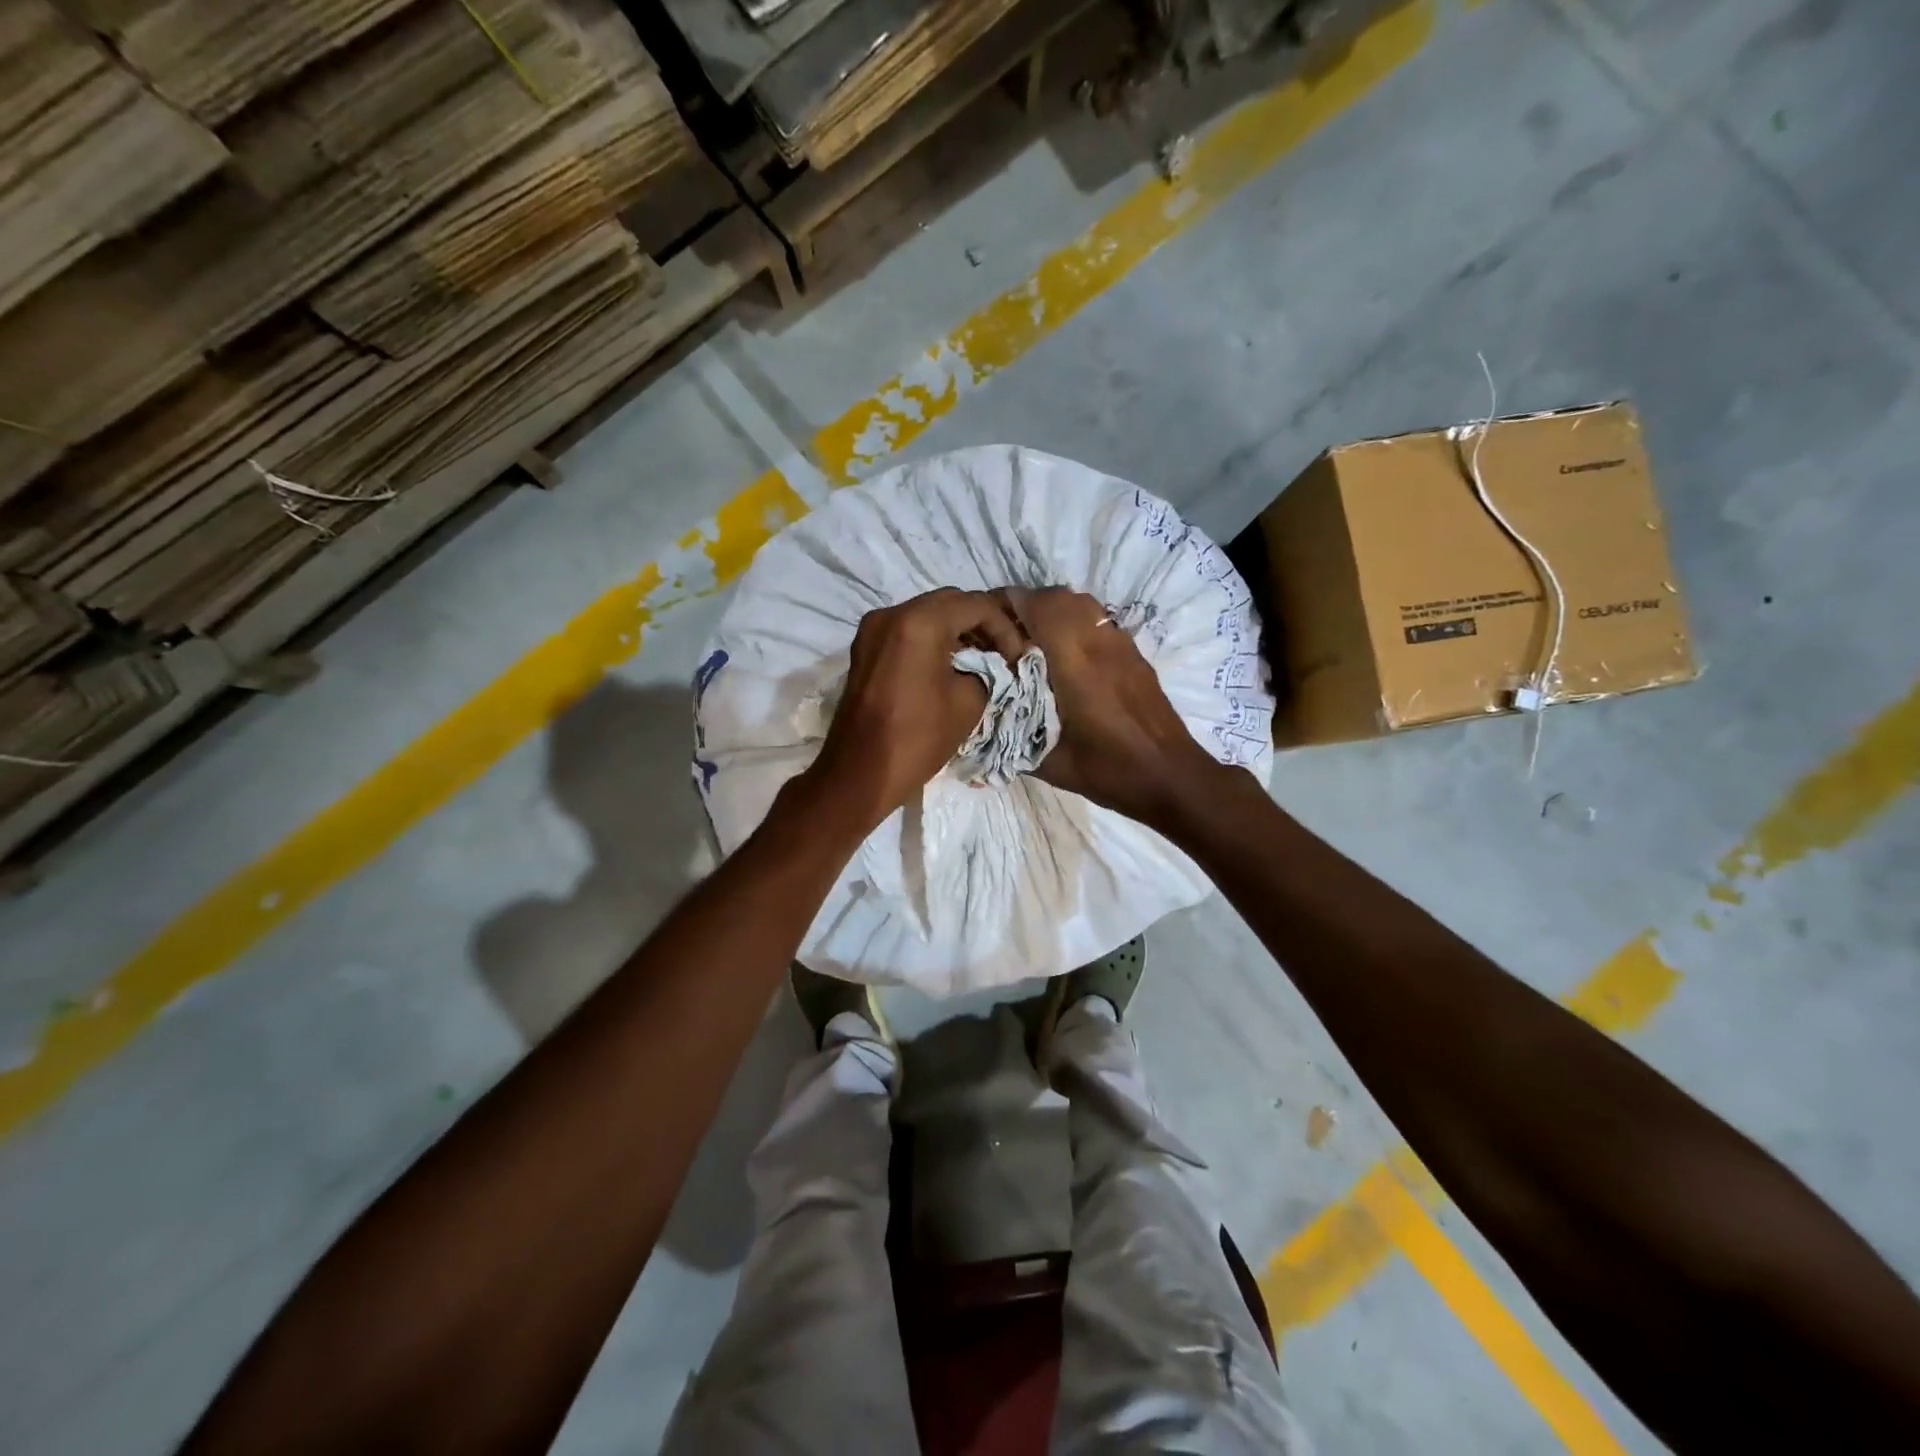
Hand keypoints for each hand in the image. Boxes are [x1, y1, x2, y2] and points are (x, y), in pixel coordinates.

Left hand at [803, 588, 1025, 829]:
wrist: (859, 773)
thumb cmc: (918, 738)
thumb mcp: (968, 702)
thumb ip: (987, 671)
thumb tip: (989, 664)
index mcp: (919, 623)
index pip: (976, 605)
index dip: (1004, 629)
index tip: (1018, 658)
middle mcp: (891, 614)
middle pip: (948, 602)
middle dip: (980, 623)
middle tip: (1002, 653)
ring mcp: (872, 629)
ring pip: (926, 614)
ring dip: (955, 630)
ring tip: (980, 659)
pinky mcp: (864, 649)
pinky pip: (906, 630)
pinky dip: (931, 639)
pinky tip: (949, 664)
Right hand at [1006, 587, 1222, 825]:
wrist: (1171, 776)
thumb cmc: (1109, 770)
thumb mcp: (1049, 762)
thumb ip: (1013, 734)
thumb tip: (981, 717)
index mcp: (1074, 663)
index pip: (1037, 606)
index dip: (1007, 602)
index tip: (984, 618)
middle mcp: (1098, 642)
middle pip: (1058, 596)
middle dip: (1027, 604)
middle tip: (1004, 630)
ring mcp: (1121, 645)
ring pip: (1082, 604)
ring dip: (1052, 610)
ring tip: (1032, 638)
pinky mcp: (1134, 654)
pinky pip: (1098, 620)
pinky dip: (1075, 623)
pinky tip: (1065, 655)